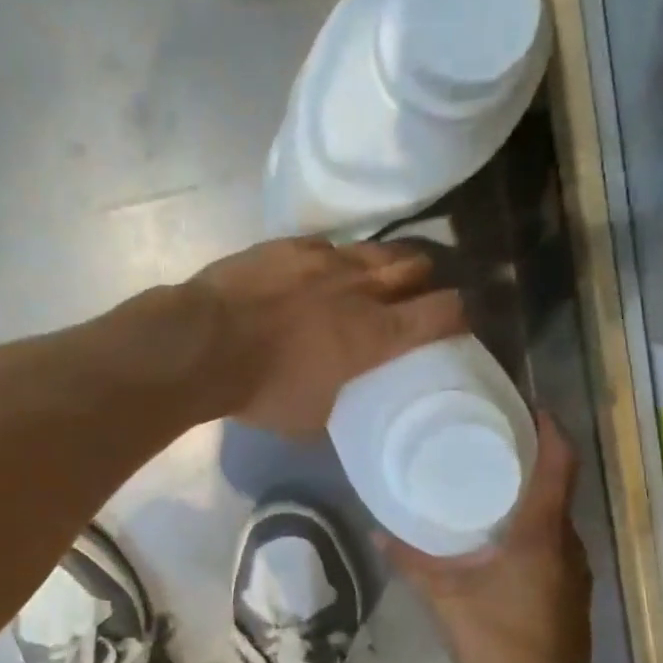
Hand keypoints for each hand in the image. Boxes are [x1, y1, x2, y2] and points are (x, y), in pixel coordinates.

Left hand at [193, 237, 466, 436]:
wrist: (202, 344)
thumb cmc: (262, 389)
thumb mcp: (313, 417)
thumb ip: (342, 399)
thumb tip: (346, 397)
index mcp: (375, 333)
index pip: (440, 312)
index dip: (458, 313)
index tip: (460, 319)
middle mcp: (359, 287)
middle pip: (414, 265)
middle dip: (424, 277)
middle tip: (419, 290)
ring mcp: (324, 259)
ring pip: (373, 249)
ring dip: (385, 262)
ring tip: (379, 273)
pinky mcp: (289, 245)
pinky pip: (328, 245)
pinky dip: (336, 259)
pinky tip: (324, 270)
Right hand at [381, 413, 594, 662]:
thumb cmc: (496, 643)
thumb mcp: (445, 598)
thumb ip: (411, 561)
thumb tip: (377, 533)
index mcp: (542, 533)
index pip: (561, 464)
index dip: (552, 429)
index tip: (530, 407)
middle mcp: (568, 544)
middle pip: (560, 486)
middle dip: (535, 459)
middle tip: (495, 442)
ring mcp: (576, 571)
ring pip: (558, 518)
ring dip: (534, 496)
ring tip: (493, 485)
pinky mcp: (573, 593)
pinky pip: (556, 543)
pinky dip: (536, 527)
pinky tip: (503, 539)